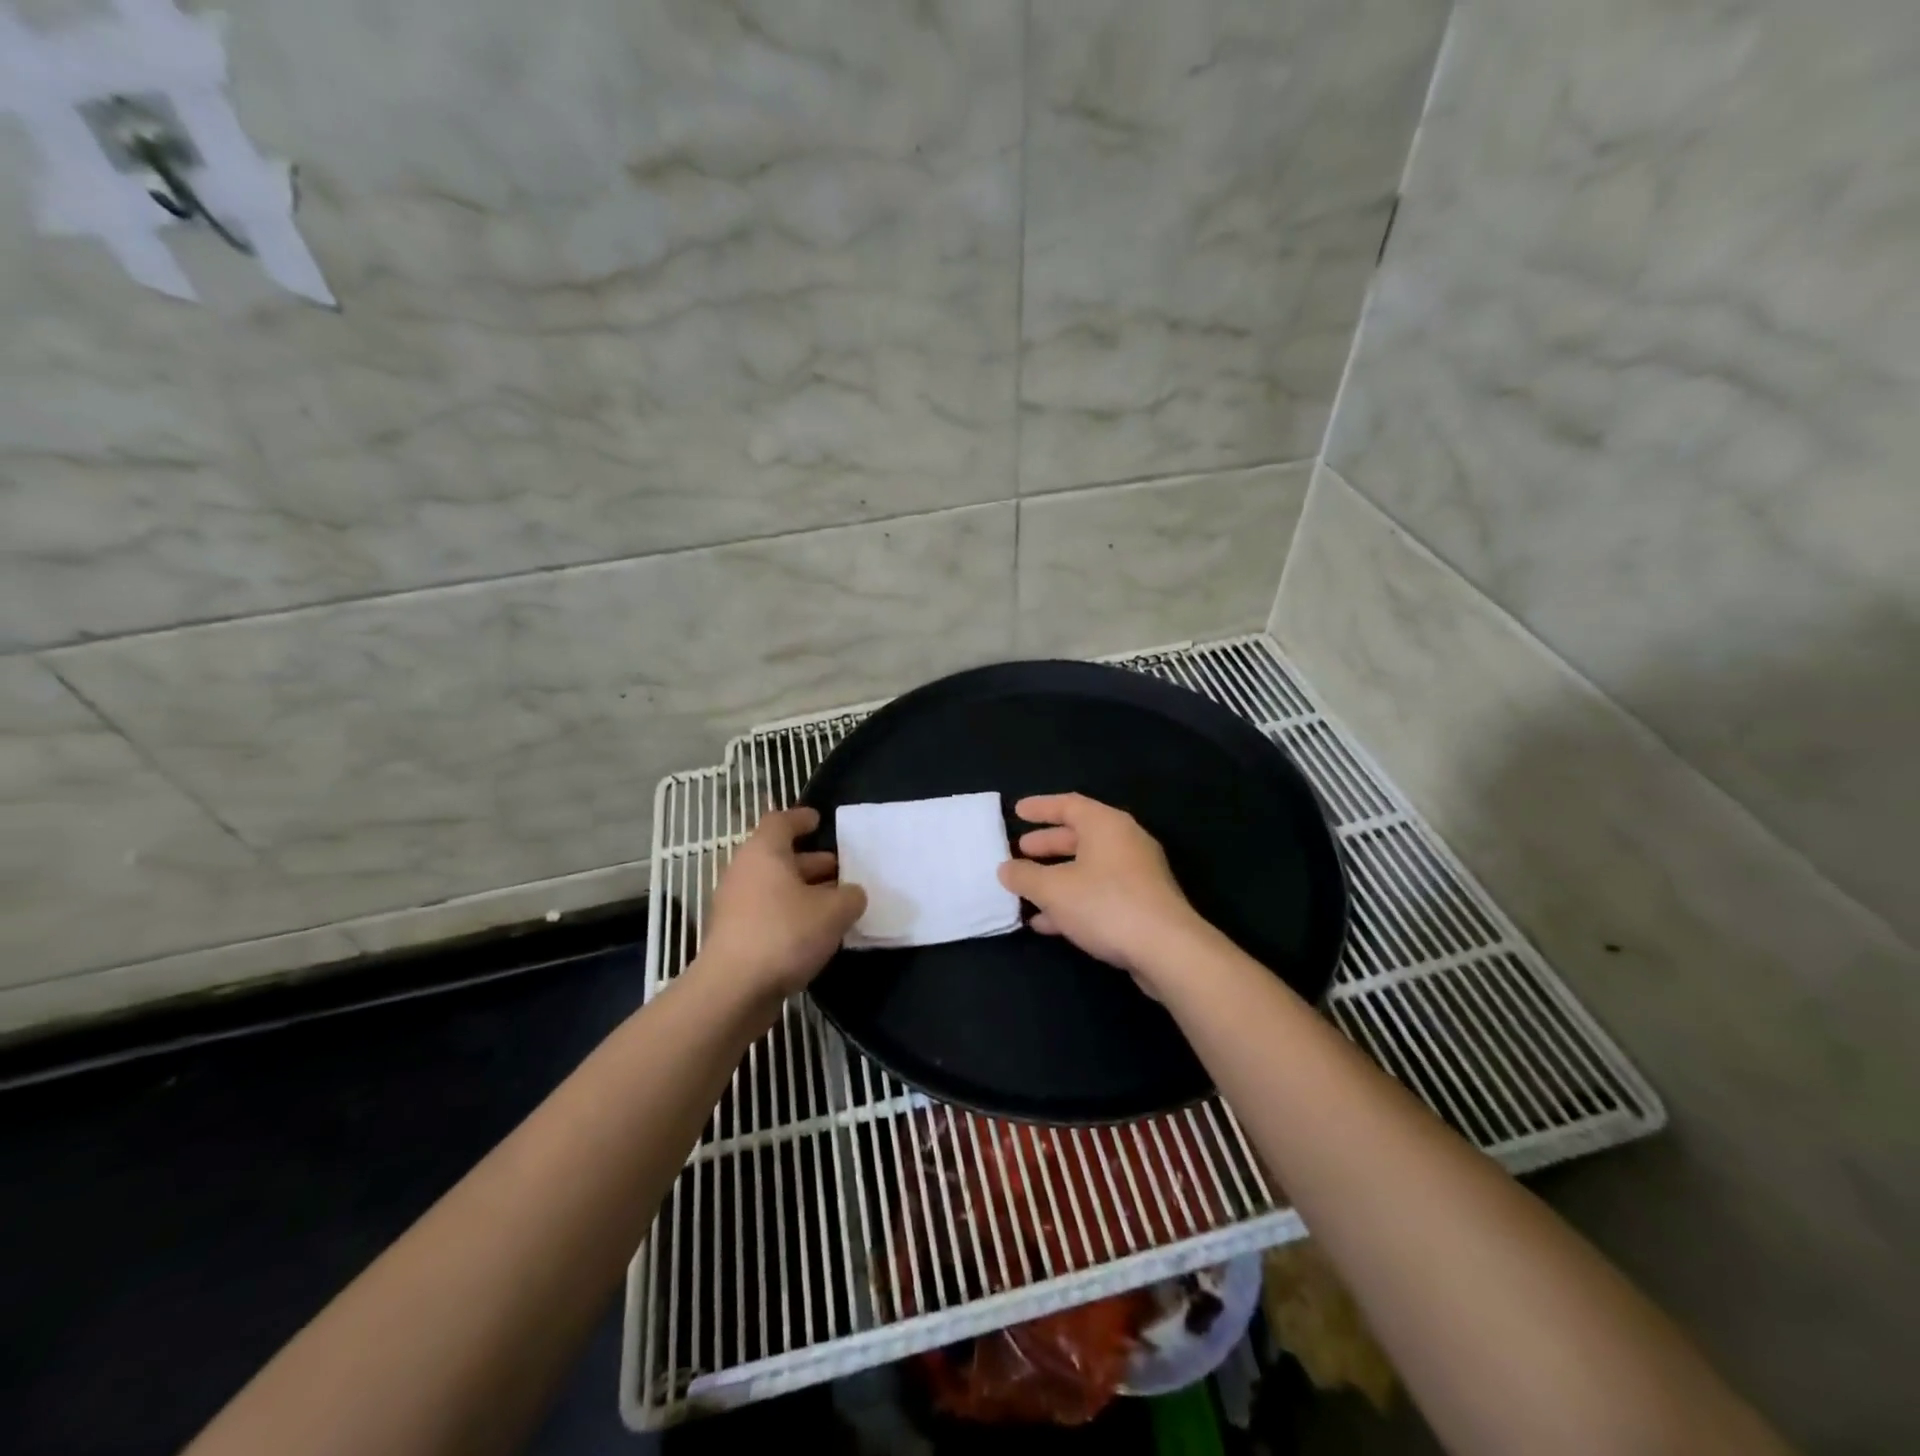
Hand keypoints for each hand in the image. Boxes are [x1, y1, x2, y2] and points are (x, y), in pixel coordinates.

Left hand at [696, 807, 865, 1001]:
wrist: (732, 991)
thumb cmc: (784, 934)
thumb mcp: (833, 912)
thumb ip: (851, 897)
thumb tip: (852, 894)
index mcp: (764, 853)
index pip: (780, 822)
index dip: (801, 818)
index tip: (819, 821)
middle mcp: (745, 872)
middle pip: (780, 857)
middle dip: (812, 861)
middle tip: (842, 869)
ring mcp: (735, 906)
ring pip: (775, 888)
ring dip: (805, 891)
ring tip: (837, 903)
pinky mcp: (735, 936)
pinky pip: (768, 913)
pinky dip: (792, 915)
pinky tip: (816, 933)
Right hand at [997, 793, 1208, 992]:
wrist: (1167, 950)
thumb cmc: (1106, 904)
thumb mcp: (1053, 889)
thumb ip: (1025, 876)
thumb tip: (1005, 869)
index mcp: (1106, 825)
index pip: (1068, 805)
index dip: (1041, 807)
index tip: (1017, 811)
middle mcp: (1124, 842)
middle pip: (1079, 836)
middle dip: (1047, 845)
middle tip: (1020, 851)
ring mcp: (1137, 874)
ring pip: (1088, 868)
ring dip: (1056, 878)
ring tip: (1026, 891)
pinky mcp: (1142, 904)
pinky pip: (1099, 893)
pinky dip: (1073, 901)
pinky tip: (1047, 923)